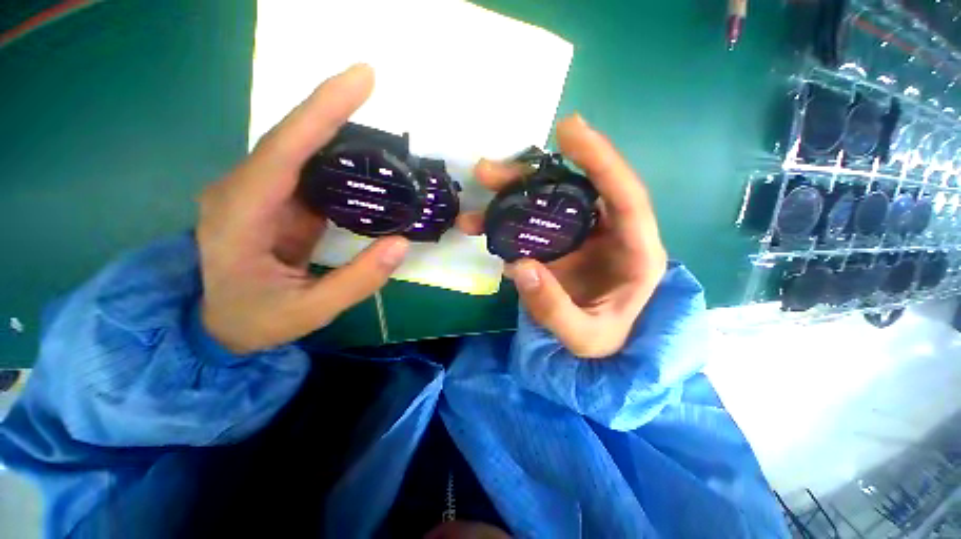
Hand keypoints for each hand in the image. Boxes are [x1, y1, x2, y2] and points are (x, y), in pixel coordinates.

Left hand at [197, 64, 408, 353]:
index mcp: (240, 214)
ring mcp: (259, 193)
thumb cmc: (258, 321)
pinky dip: (336, 157)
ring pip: (299, 149)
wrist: (221, 326)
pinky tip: (363, 157)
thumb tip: (401, 244)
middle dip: (331, 107)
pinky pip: (307, 169)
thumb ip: (358, 280)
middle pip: (290, 137)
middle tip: (370, 82)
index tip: (361, 79)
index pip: (284, 149)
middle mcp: (243, 190)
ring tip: (375, 118)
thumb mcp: (310, 311)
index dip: (322, 110)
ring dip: (337, 130)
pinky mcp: (276, 201)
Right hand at [458, 115, 666, 357]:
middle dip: (534, 175)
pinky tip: (484, 223)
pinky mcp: (563, 243)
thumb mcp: (583, 338)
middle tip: (491, 169)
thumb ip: (554, 308)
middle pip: (577, 190)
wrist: (597, 351)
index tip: (569, 130)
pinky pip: (536, 221)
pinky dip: (509, 218)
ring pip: (551, 201)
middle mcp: (612, 234)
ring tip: (481, 188)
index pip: (626, 195)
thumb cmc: (603, 345)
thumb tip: (519, 265)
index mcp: (636, 253)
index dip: (601, 159)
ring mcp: (584, 236)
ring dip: (514, 192)